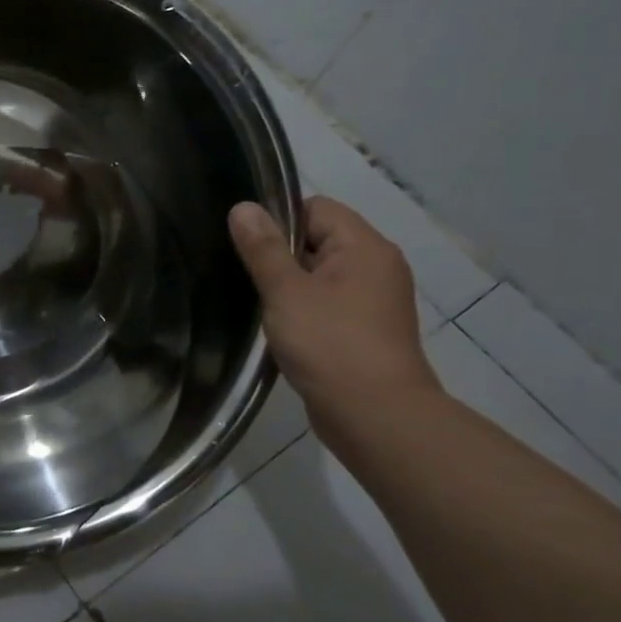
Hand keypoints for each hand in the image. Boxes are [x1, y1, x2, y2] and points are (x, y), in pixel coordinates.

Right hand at [228, 195, 440, 432]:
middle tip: (244, 275)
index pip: (315, 207)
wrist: (374, 415)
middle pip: (318, 239)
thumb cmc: (329, 344)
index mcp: (364, 246)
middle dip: (279, 254)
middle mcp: (377, 265)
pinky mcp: (366, 329)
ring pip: (320, 274)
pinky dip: (304, 308)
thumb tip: (243, 207)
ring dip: (289, 285)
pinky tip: (281, 328)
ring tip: (258, 303)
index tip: (245, 245)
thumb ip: (262, 248)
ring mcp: (375, 299)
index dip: (277, 219)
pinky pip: (328, 302)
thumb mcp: (285, 291)